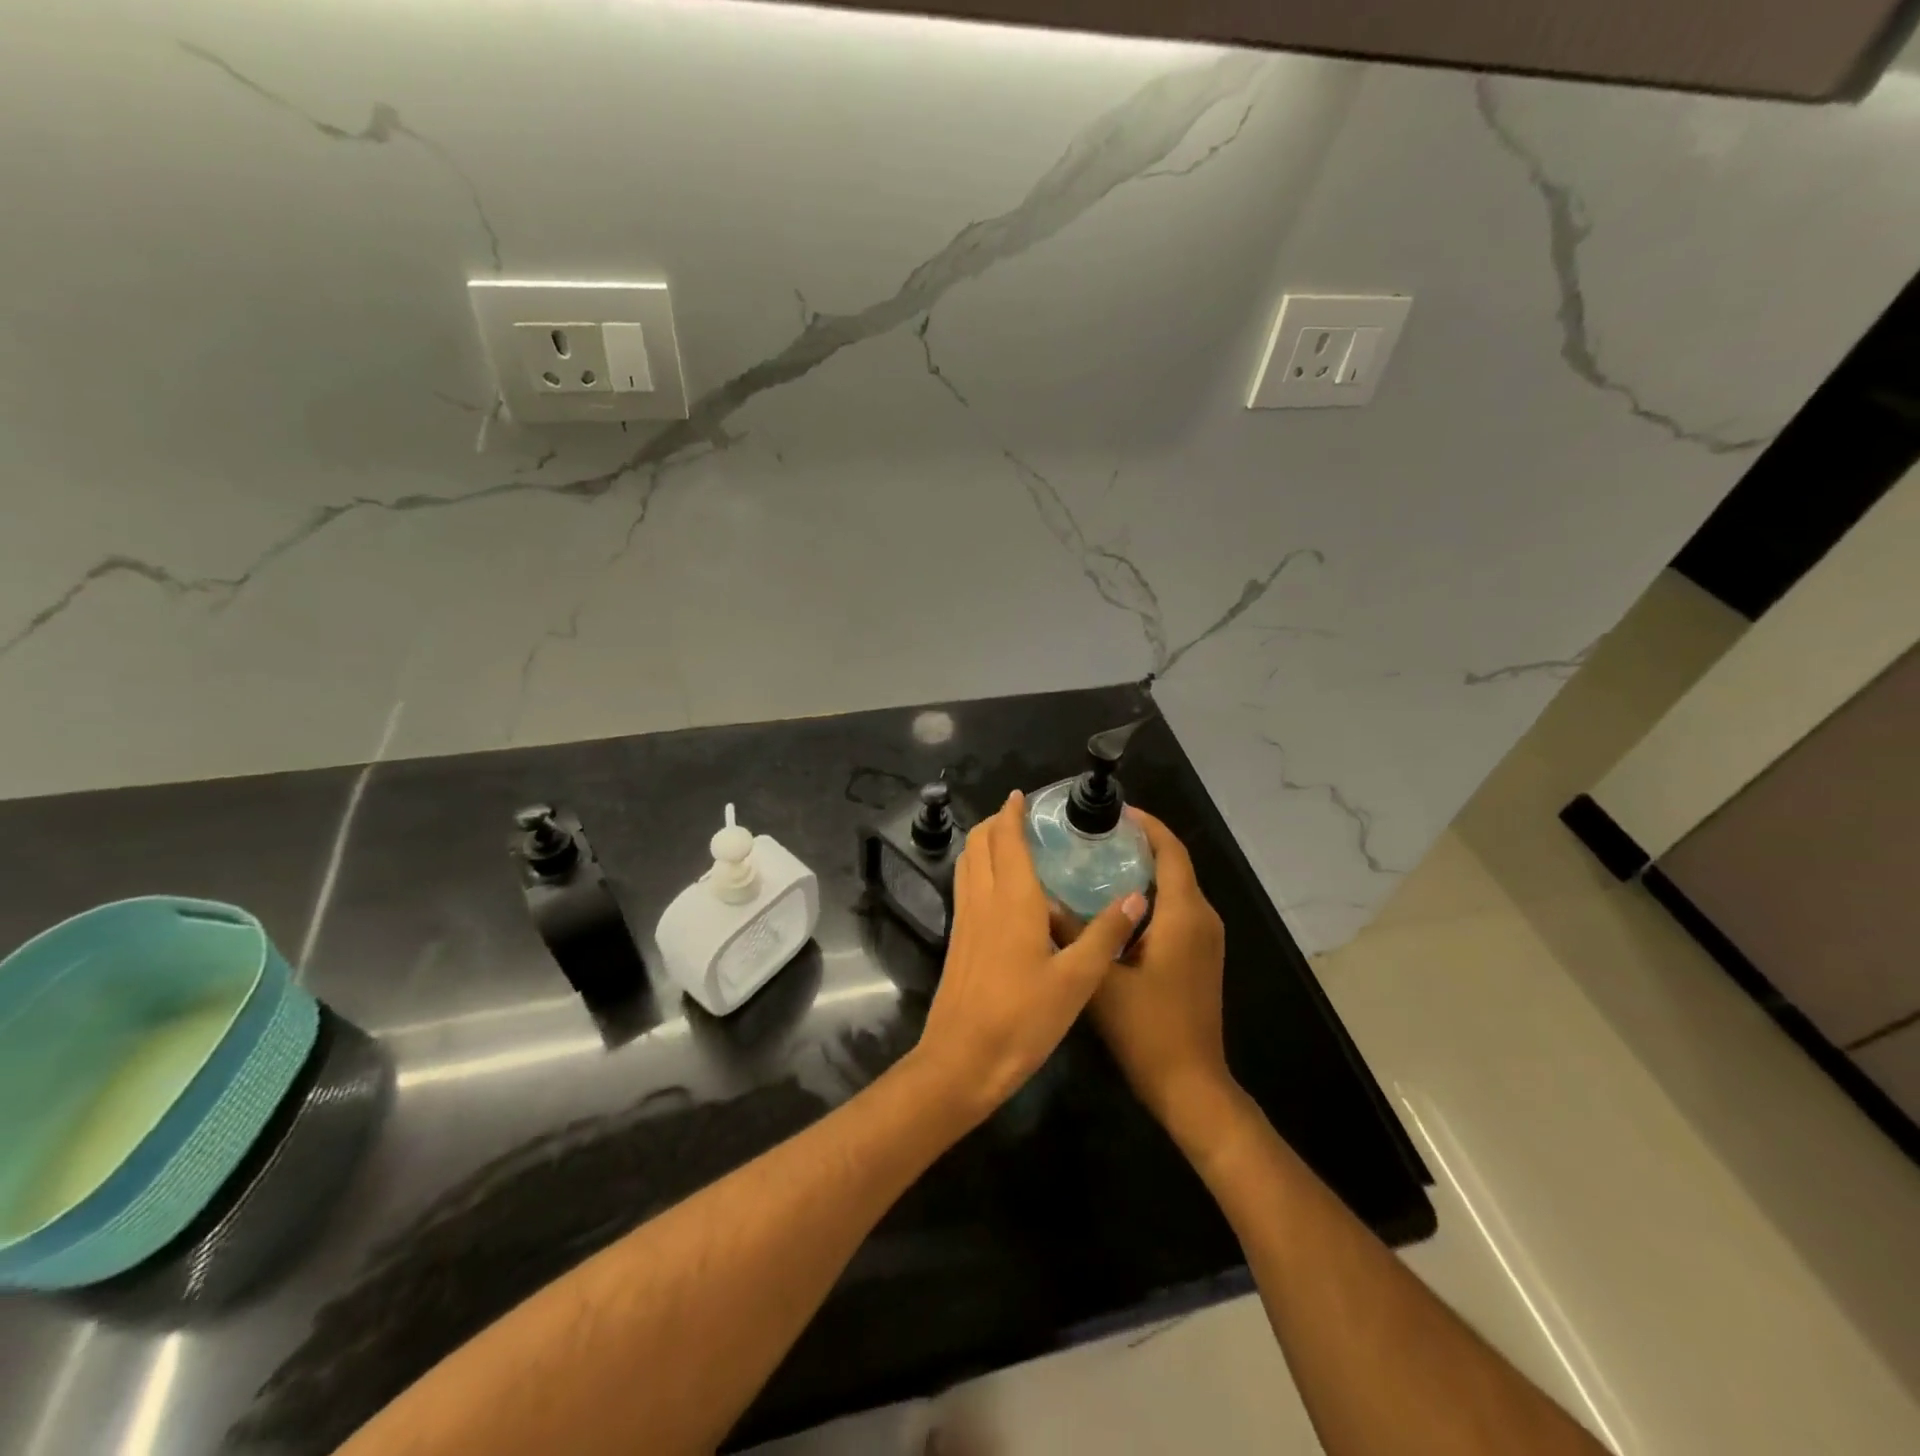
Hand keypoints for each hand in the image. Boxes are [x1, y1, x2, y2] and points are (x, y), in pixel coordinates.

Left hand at [911, 790, 1147, 1122]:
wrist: (963, 1060)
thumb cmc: (1023, 1019)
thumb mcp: (1077, 981)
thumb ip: (1106, 935)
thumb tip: (1138, 897)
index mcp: (1012, 900)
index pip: (1006, 840)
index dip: (1011, 813)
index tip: (1022, 796)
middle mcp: (983, 900)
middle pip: (979, 843)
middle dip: (996, 822)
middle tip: (1022, 817)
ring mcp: (965, 920)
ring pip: (967, 863)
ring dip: (984, 843)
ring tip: (1009, 841)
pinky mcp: (958, 940)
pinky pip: (966, 886)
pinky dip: (978, 868)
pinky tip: (999, 888)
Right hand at [1088, 809, 1234, 1144]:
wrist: (1190, 1084)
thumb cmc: (1148, 1029)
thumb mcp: (1100, 978)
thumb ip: (1071, 933)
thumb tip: (1040, 900)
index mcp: (1184, 914)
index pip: (1170, 850)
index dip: (1146, 824)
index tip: (1113, 811)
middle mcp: (1202, 918)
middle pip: (1175, 864)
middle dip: (1140, 842)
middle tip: (1094, 834)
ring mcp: (1205, 939)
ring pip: (1176, 888)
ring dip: (1144, 868)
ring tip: (1098, 859)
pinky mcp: (1200, 956)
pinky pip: (1177, 910)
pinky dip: (1151, 895)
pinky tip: (1113, 904)